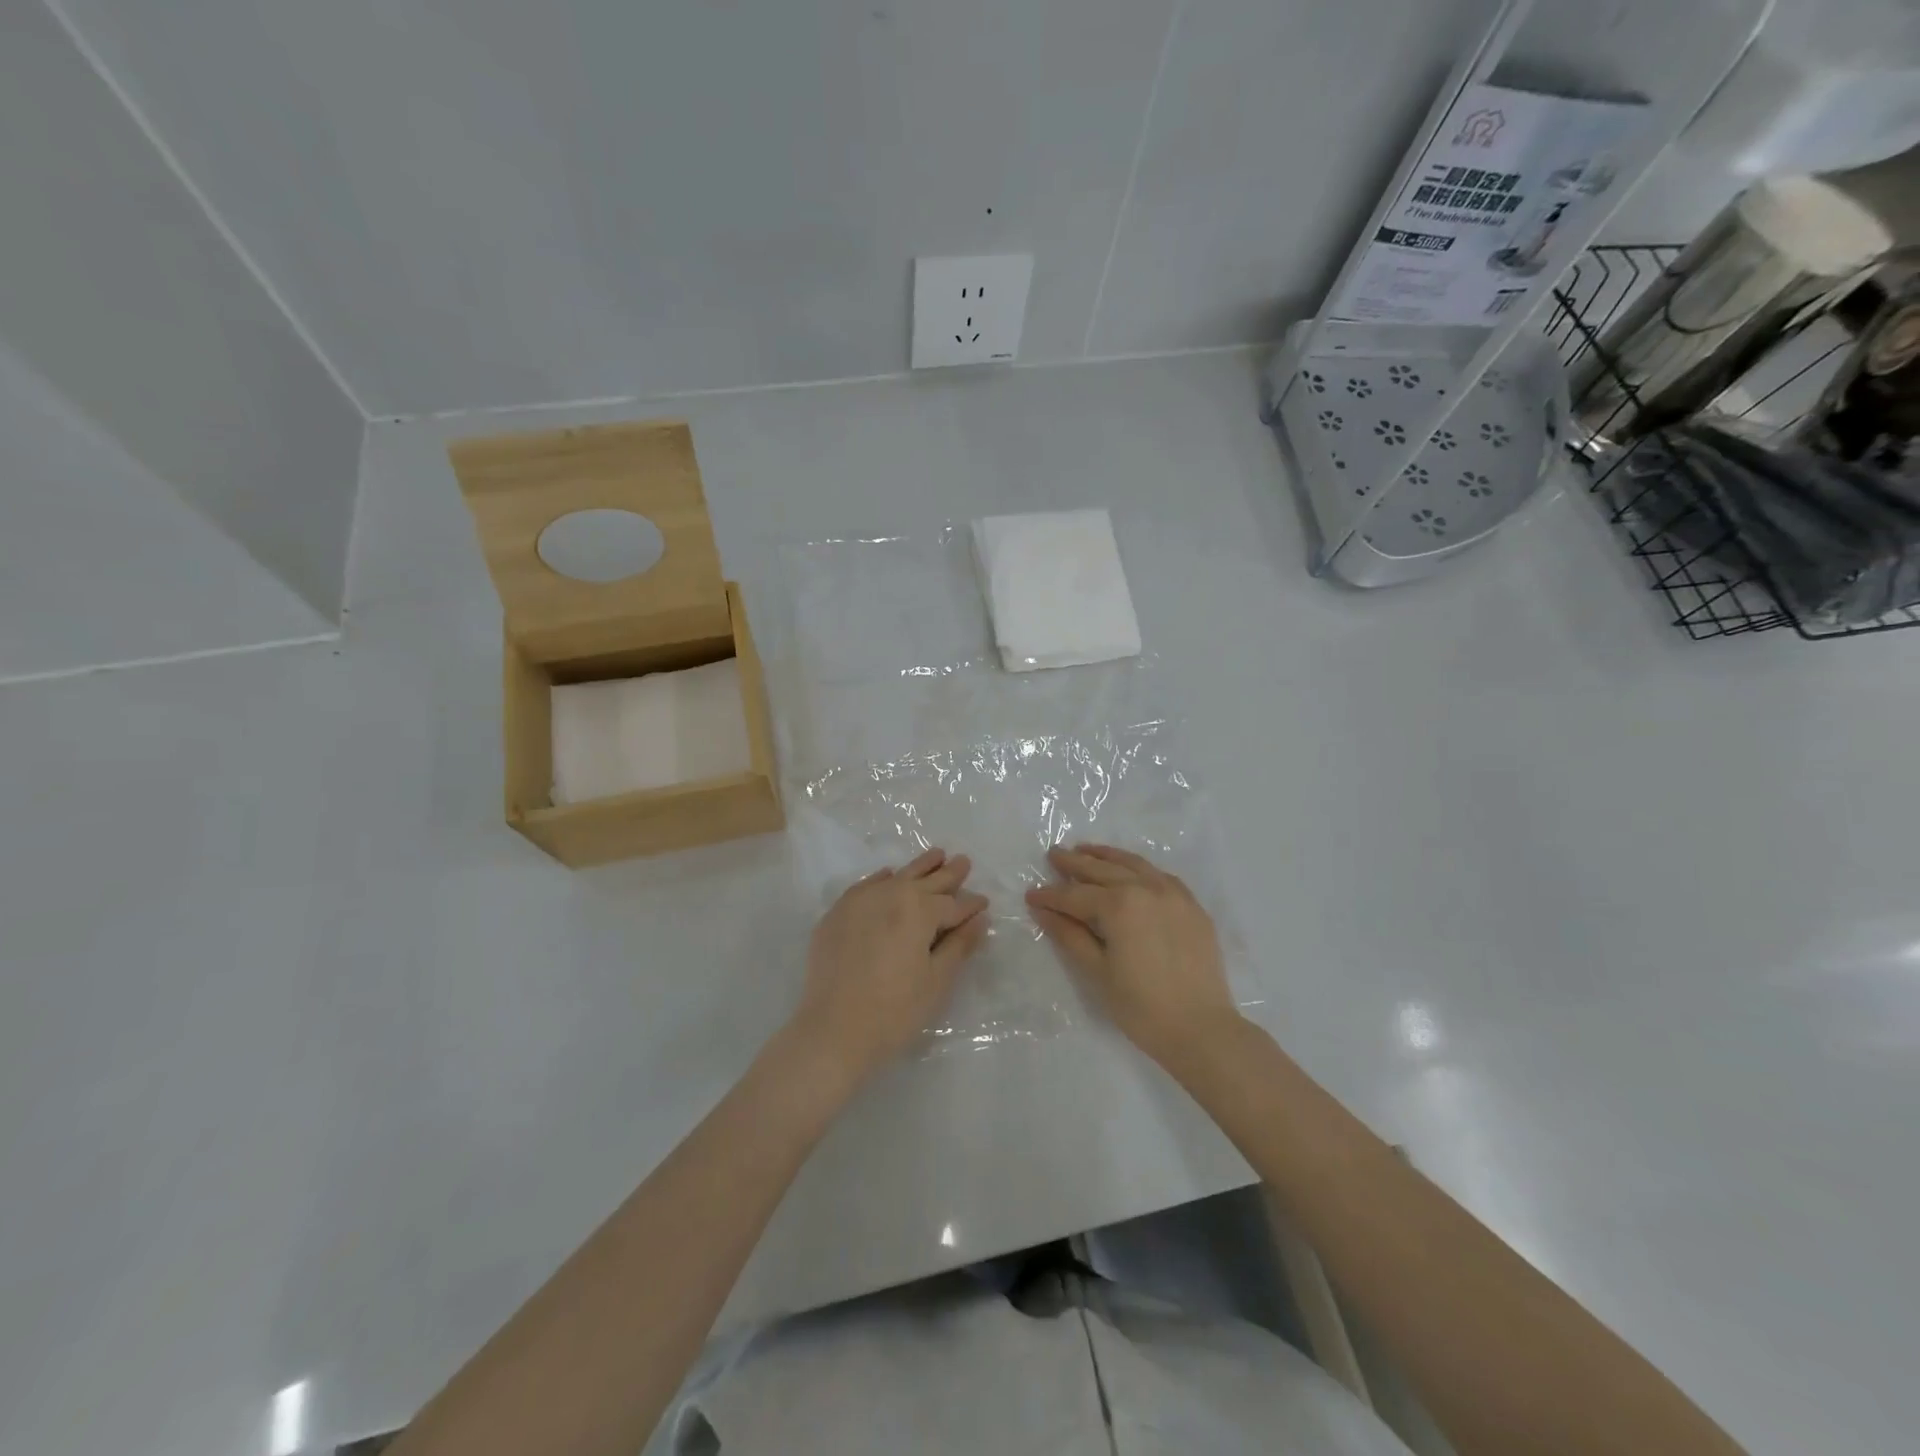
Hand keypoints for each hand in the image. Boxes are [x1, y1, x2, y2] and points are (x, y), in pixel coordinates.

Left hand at [795, 848, 988, 1082]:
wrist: (833, 1029)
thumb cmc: (895, 1011)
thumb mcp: (937, 981)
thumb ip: (959, 945)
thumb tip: (979, 918)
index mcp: (919, 910)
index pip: (953, 905)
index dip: (971, 905)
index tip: (984, 902)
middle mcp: (891, 895)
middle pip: (926, 882)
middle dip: (948, 874)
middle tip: (964, 861)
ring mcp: (861, 901)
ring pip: (898, 876)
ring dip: (920, 867)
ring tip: (937, 854)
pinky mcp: (838, 913)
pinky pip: (867, 885)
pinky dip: (883, 878)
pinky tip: (889, 875)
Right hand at [1027, 844, 1239, 1066]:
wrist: (1202, 1029)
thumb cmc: (1141, 1007)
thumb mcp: (1097, 971)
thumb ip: (1069, 935)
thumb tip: (1042, 910)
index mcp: (1120, 905)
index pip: (1075, 896)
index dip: (1050, 896)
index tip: (1030, 895)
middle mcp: (1146, 888)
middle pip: (1103, 871)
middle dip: (1075, 864)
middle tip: (1054, 855)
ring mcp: (1173, 894)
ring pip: (1134, 864)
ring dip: (1106, 856)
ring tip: (1085, 850)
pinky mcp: (1192, 906)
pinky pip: (1160, 876)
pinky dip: (1139, 868)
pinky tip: (1129, 870)